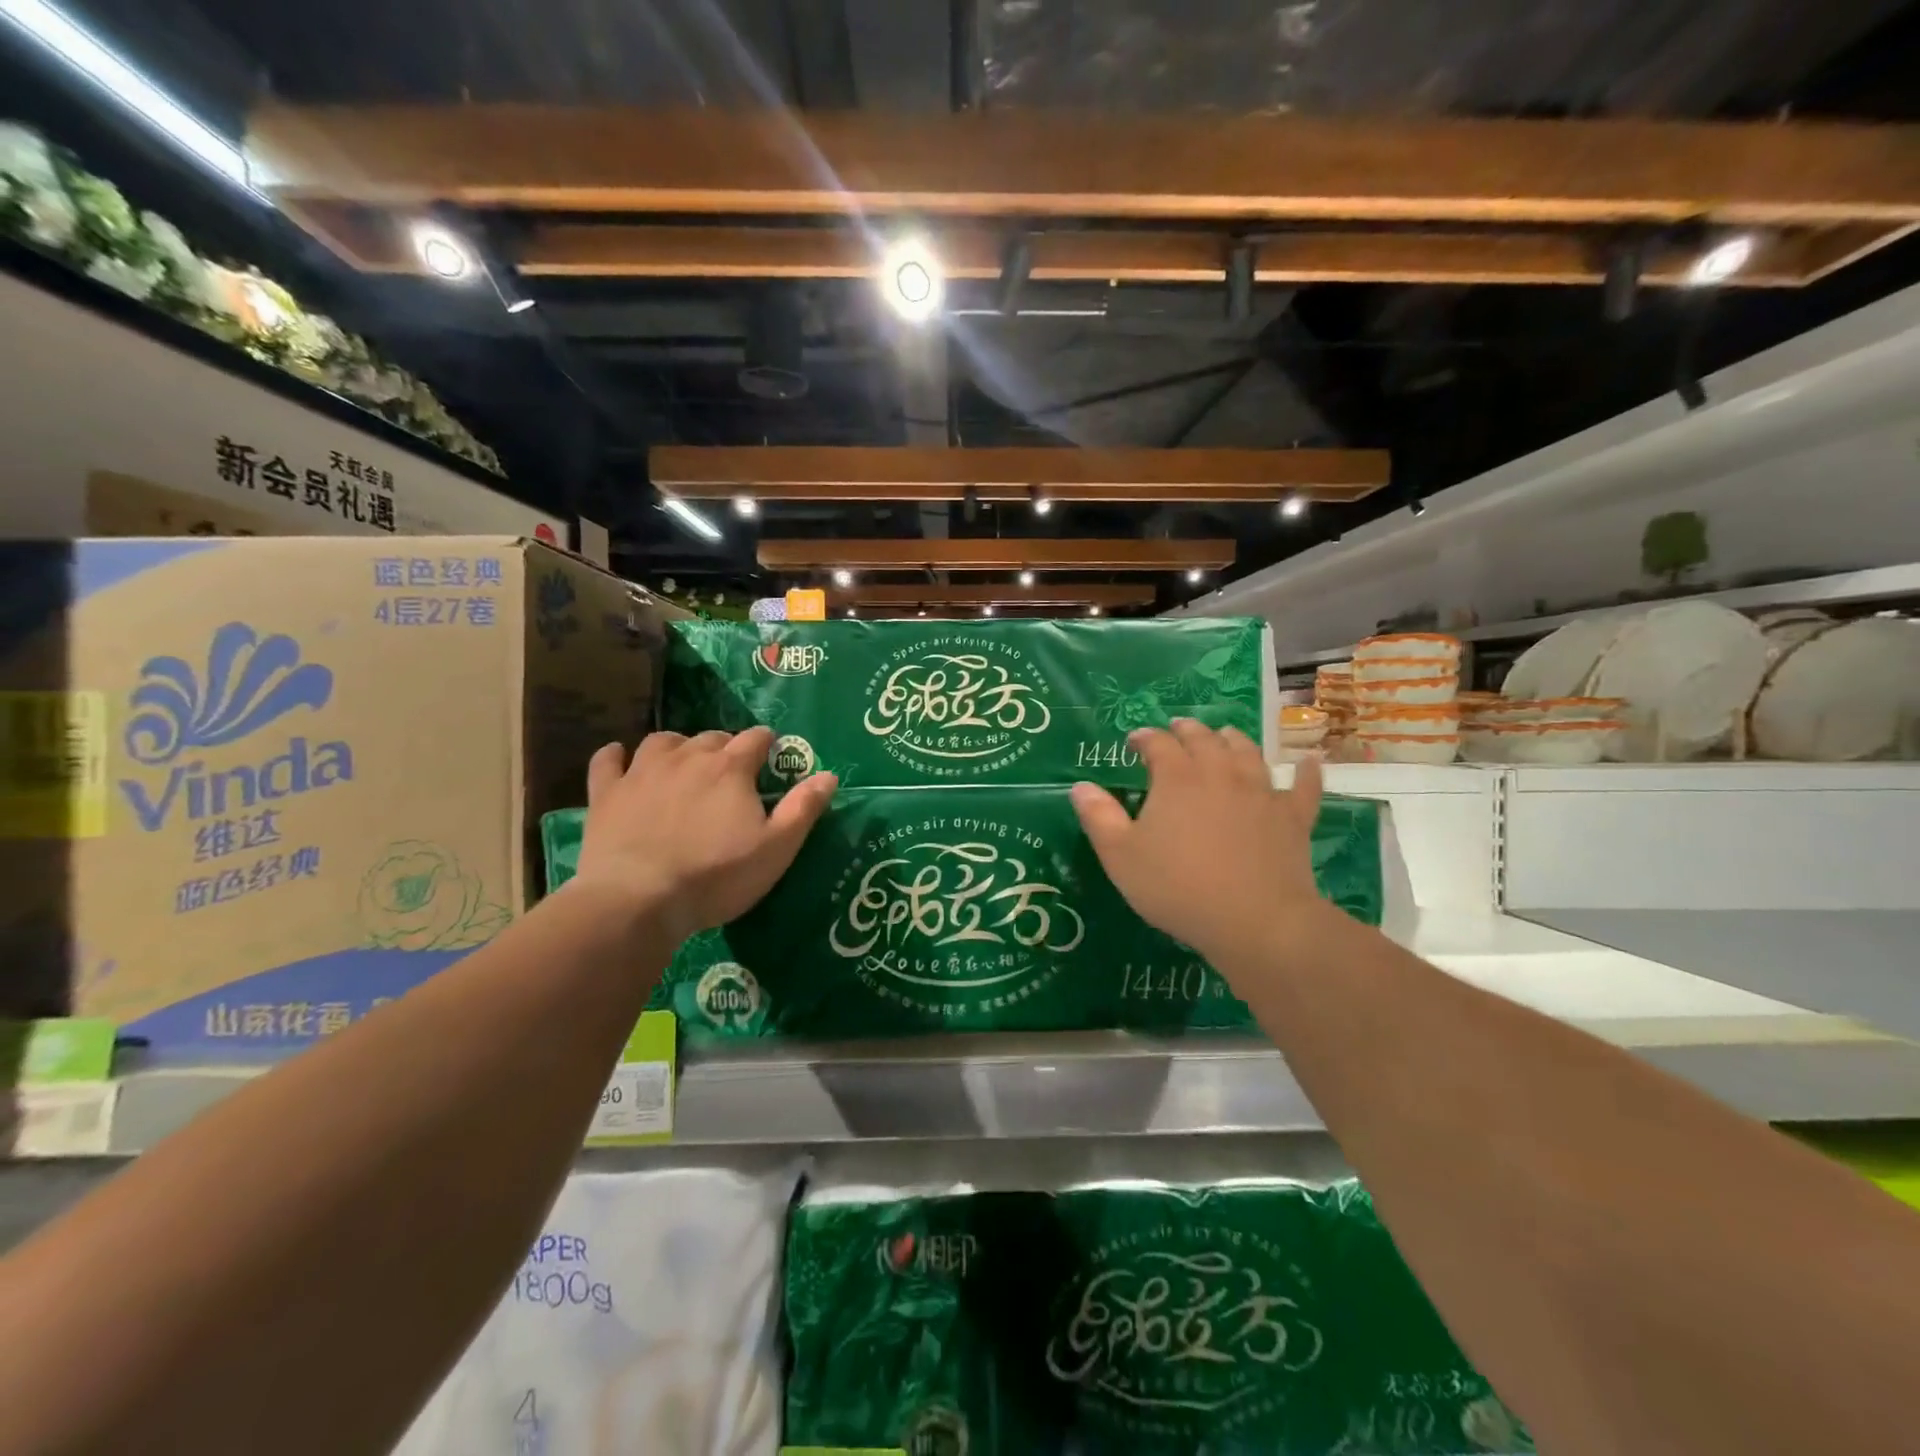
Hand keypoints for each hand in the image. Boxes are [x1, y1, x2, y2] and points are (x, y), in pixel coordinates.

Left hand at [574, 727, 836, 944]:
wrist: (638, 899)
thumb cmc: (716, 876)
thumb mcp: (776, 849)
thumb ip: (803, 809)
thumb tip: (829, 775)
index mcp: (731, 768)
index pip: (756, 738)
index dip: (767, 743)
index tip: (772, 755)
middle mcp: (687, 757)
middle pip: (711, 737)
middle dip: (725, 747)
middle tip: (731, 772)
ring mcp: (642, 772)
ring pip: (662, 741)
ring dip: (677, 746)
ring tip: (683, 762)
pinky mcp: (606, 793)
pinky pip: (607, 761)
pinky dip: (616, 757)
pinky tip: (620, 761)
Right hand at [1070, 720, 1330, 969]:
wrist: (1255, 920)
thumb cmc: (1178, 887)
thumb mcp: (1121, 857)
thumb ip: (1099, 817)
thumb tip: (1080, 787)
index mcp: (1177, 778)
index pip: (1158, 744)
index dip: (1144, 737)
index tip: (1134, 741)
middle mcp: (1220, 773)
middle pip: (1204, 739)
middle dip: (1187, 730)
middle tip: (1178, 728)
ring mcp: (1262, 792)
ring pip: (1248, 753)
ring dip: (1233, 739)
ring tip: (1225, 735)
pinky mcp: (1293, 817)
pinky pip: (1304, 787)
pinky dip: (1307, 771)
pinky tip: (1310, 760)